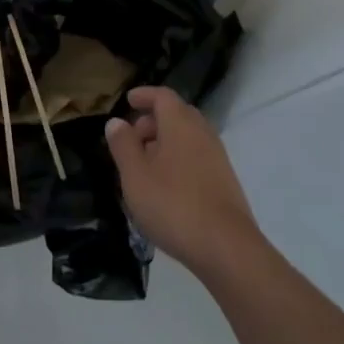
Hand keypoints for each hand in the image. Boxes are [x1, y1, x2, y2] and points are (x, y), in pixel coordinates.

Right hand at [105, 87, 262, 279]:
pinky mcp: (225, 181)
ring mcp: (217, 157)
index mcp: (180, 123)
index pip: (162, 96)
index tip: (128, 100)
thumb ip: (123, 145)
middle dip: (153, 120)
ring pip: (188, 137)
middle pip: (177, 114)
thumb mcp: (135, 175)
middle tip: (133, 138)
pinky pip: (197, 157)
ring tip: (145, 166)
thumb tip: (117, 122)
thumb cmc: (173, 204)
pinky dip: (179, 160)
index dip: (144, 95)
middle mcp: (202, 132)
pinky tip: (166, 186)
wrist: (226, 248)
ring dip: (166, 143)